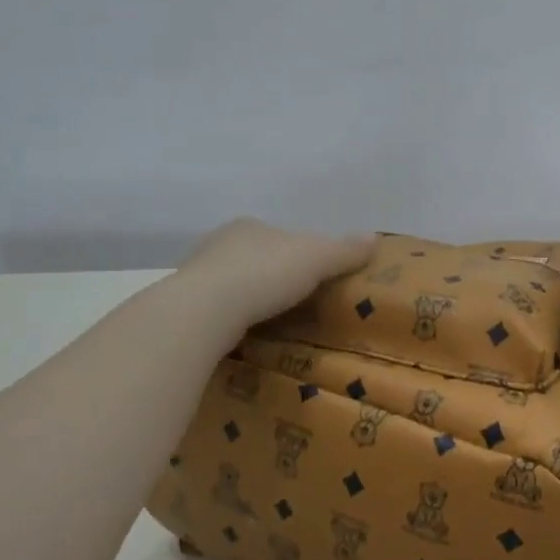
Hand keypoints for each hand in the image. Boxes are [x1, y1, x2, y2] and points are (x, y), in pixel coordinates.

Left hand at [178, 218, 377, 335]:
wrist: (204, 311)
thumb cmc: (263, 274)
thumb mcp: (316, 258)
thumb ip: (344, 249)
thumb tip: (374, 237)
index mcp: (250, 226)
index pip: (281, 235)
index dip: (299, 253)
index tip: (313, 275)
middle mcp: (219, 243)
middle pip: (256, 257)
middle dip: (273, 275)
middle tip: (295, 301)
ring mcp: (198, 274)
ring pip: (233, 282)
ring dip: (250, 297)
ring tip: (271, 320)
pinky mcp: (185, 306)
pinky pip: (217, 309)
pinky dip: (232, 318)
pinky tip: (244, 333)